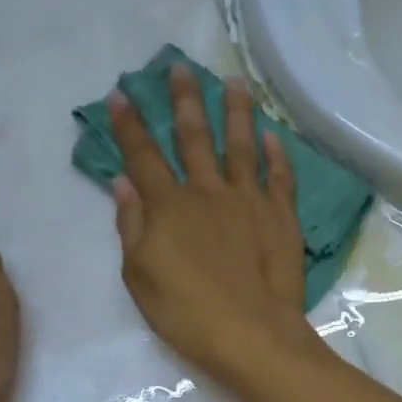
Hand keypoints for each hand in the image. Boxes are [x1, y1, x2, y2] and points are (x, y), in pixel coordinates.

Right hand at [109, 65, 317, 382]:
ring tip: (234, 82)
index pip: (143, 156)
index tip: (120, 93)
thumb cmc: (187, 313)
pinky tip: (272, 134)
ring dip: (236, 111)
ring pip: (240, 145)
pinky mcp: (281, 216)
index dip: (129, 125)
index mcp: (169, 207)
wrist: (252, 334)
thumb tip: (122, 182)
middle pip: (194, 137)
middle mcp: (208, 192)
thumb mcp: (140, 276)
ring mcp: (249, 200)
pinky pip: (279, 176)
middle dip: (184, 100)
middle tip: (180, 68)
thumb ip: (131, 225)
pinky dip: (276, 153)